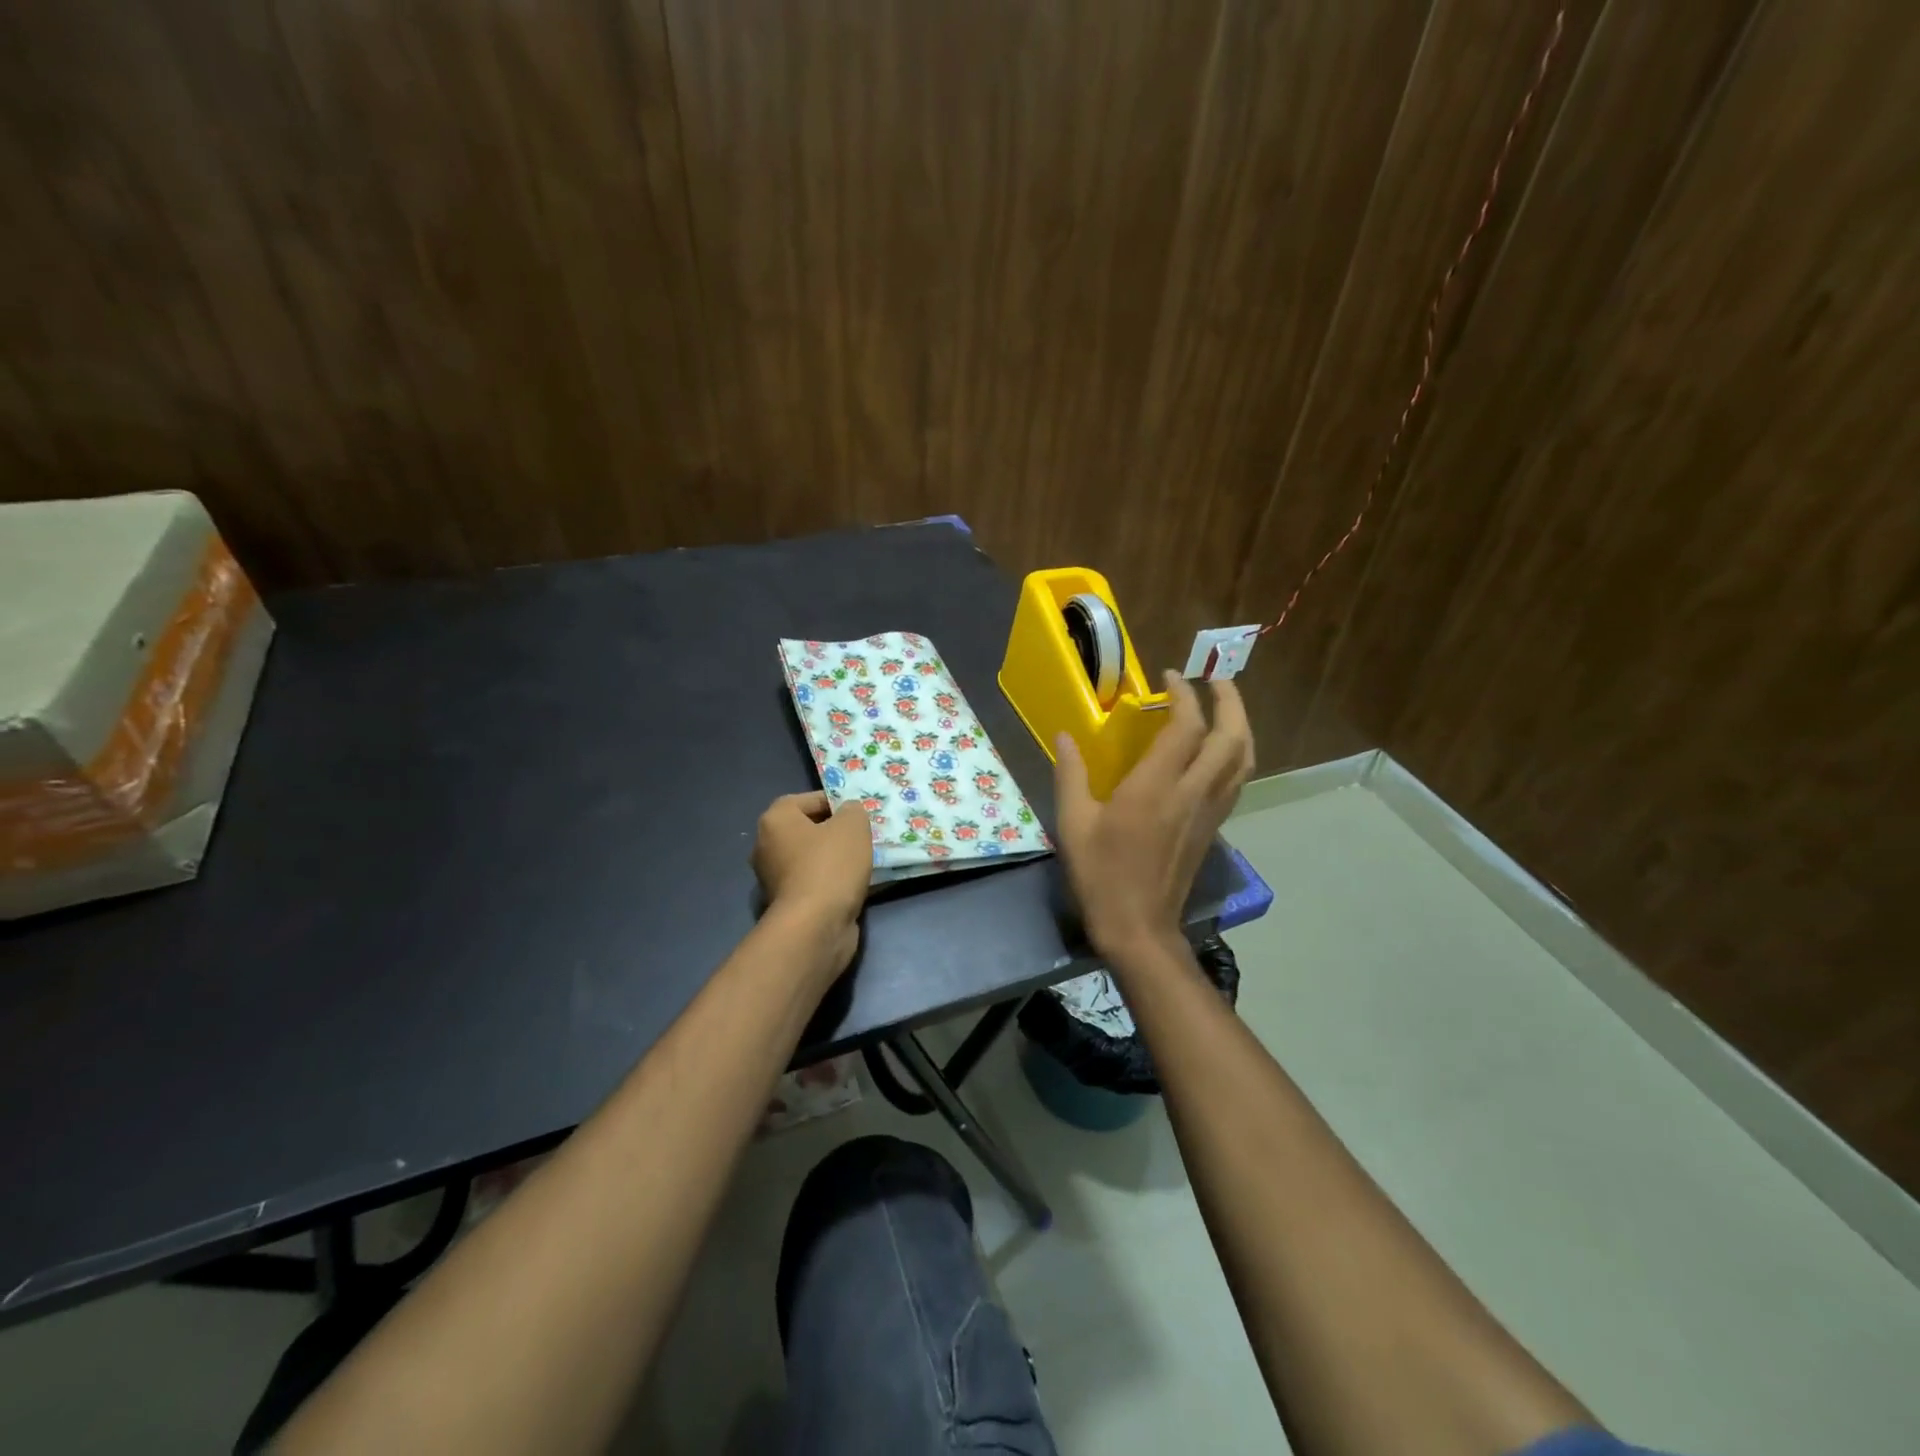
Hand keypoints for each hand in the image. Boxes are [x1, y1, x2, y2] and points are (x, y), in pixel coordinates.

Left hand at [751, 791, 871, 974]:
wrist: (815, 926)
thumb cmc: (831, 865)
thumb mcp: (852, 826)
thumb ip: (853, 811)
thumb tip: (848, 813)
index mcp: (775, 820)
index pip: (808, 799)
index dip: (836, 802)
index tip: (859, 813)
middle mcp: (766, 846)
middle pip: (807, 829)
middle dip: (835, 832)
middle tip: (862, 835)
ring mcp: (773, 878)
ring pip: (811, 858)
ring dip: (834, 858)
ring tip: (863, 860)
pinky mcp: (786, 904)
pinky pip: (813, 882)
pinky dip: (831, 882)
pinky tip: (854, 885)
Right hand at [1054, 672, 1254, 957]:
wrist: (1139, 927)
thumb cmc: (1101, 875)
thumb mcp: (1073, 824)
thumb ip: (1071, 774)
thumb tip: (1065, 735)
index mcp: (1155, 788)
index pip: (1185, 727)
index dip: (1183, 695)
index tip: (1168, 676)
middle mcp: (1192, 793)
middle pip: (1231, 737)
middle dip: (1229, 700)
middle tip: (1215, 678)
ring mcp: (1209, 812)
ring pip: (1243, 759)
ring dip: (1240, 725)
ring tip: (1225, 706)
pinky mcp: (1213, 827)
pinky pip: (1236, 780)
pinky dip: (1236, 753)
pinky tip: (1219, 750)